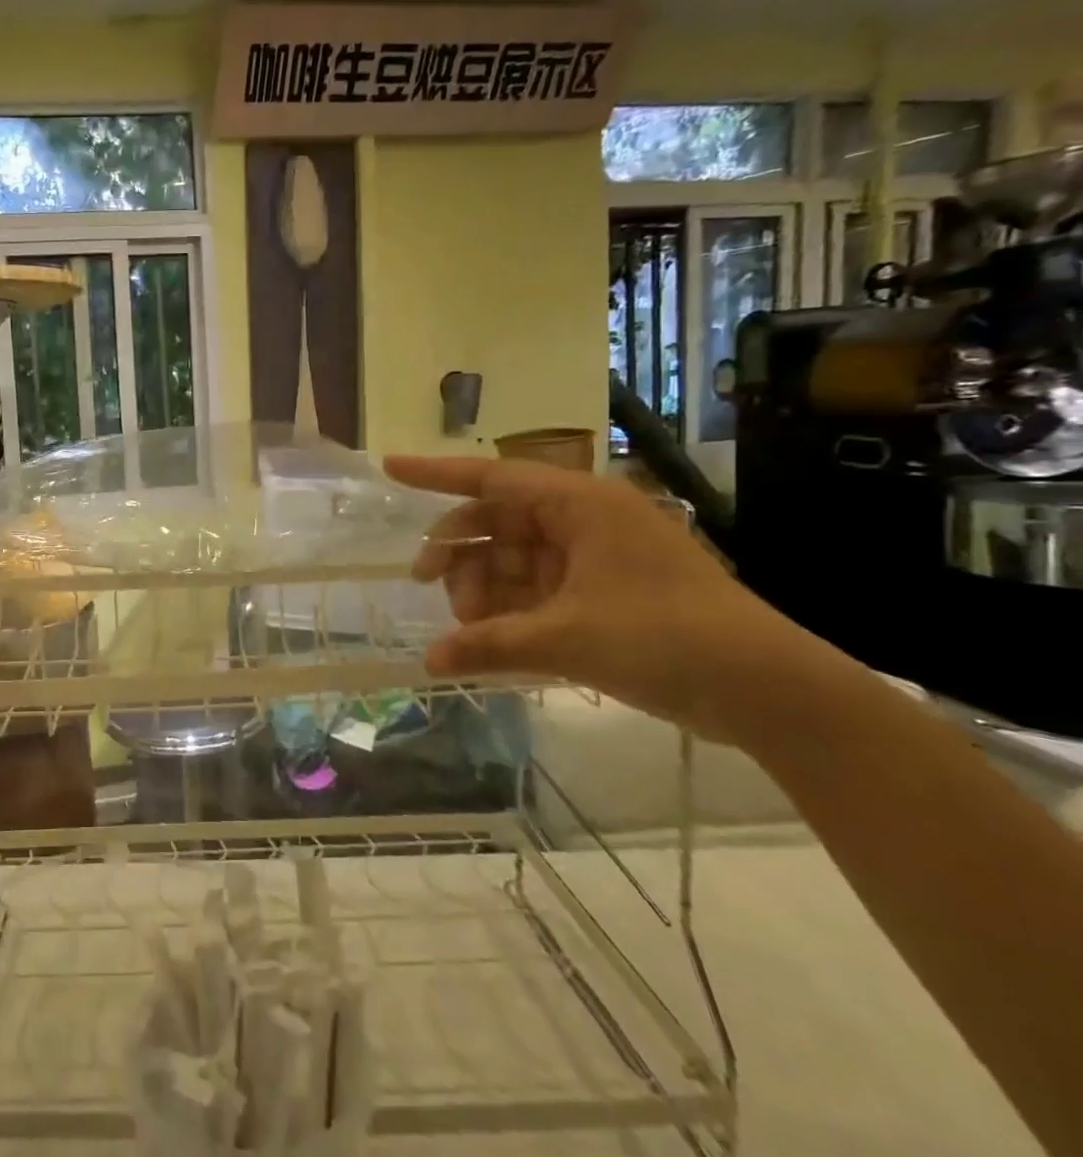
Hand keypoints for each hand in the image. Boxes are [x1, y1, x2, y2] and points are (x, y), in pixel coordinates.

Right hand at [384, 455, 794, 744]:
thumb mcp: (567, 639)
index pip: (490, 478)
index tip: (388, 467)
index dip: (434, 473)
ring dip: (484, 587)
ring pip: (513, 557)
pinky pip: (536, 585)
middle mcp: (583, 519)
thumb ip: (489, 644)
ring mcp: (594, 555)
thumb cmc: (666, 639)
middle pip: (495, 521)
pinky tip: (494, 637)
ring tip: (473, 628)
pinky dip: (511, 607)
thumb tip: (428, 661)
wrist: (767, 689)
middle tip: (426, 587)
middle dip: (458, 554)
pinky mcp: (603, 589)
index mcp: (579, 504)